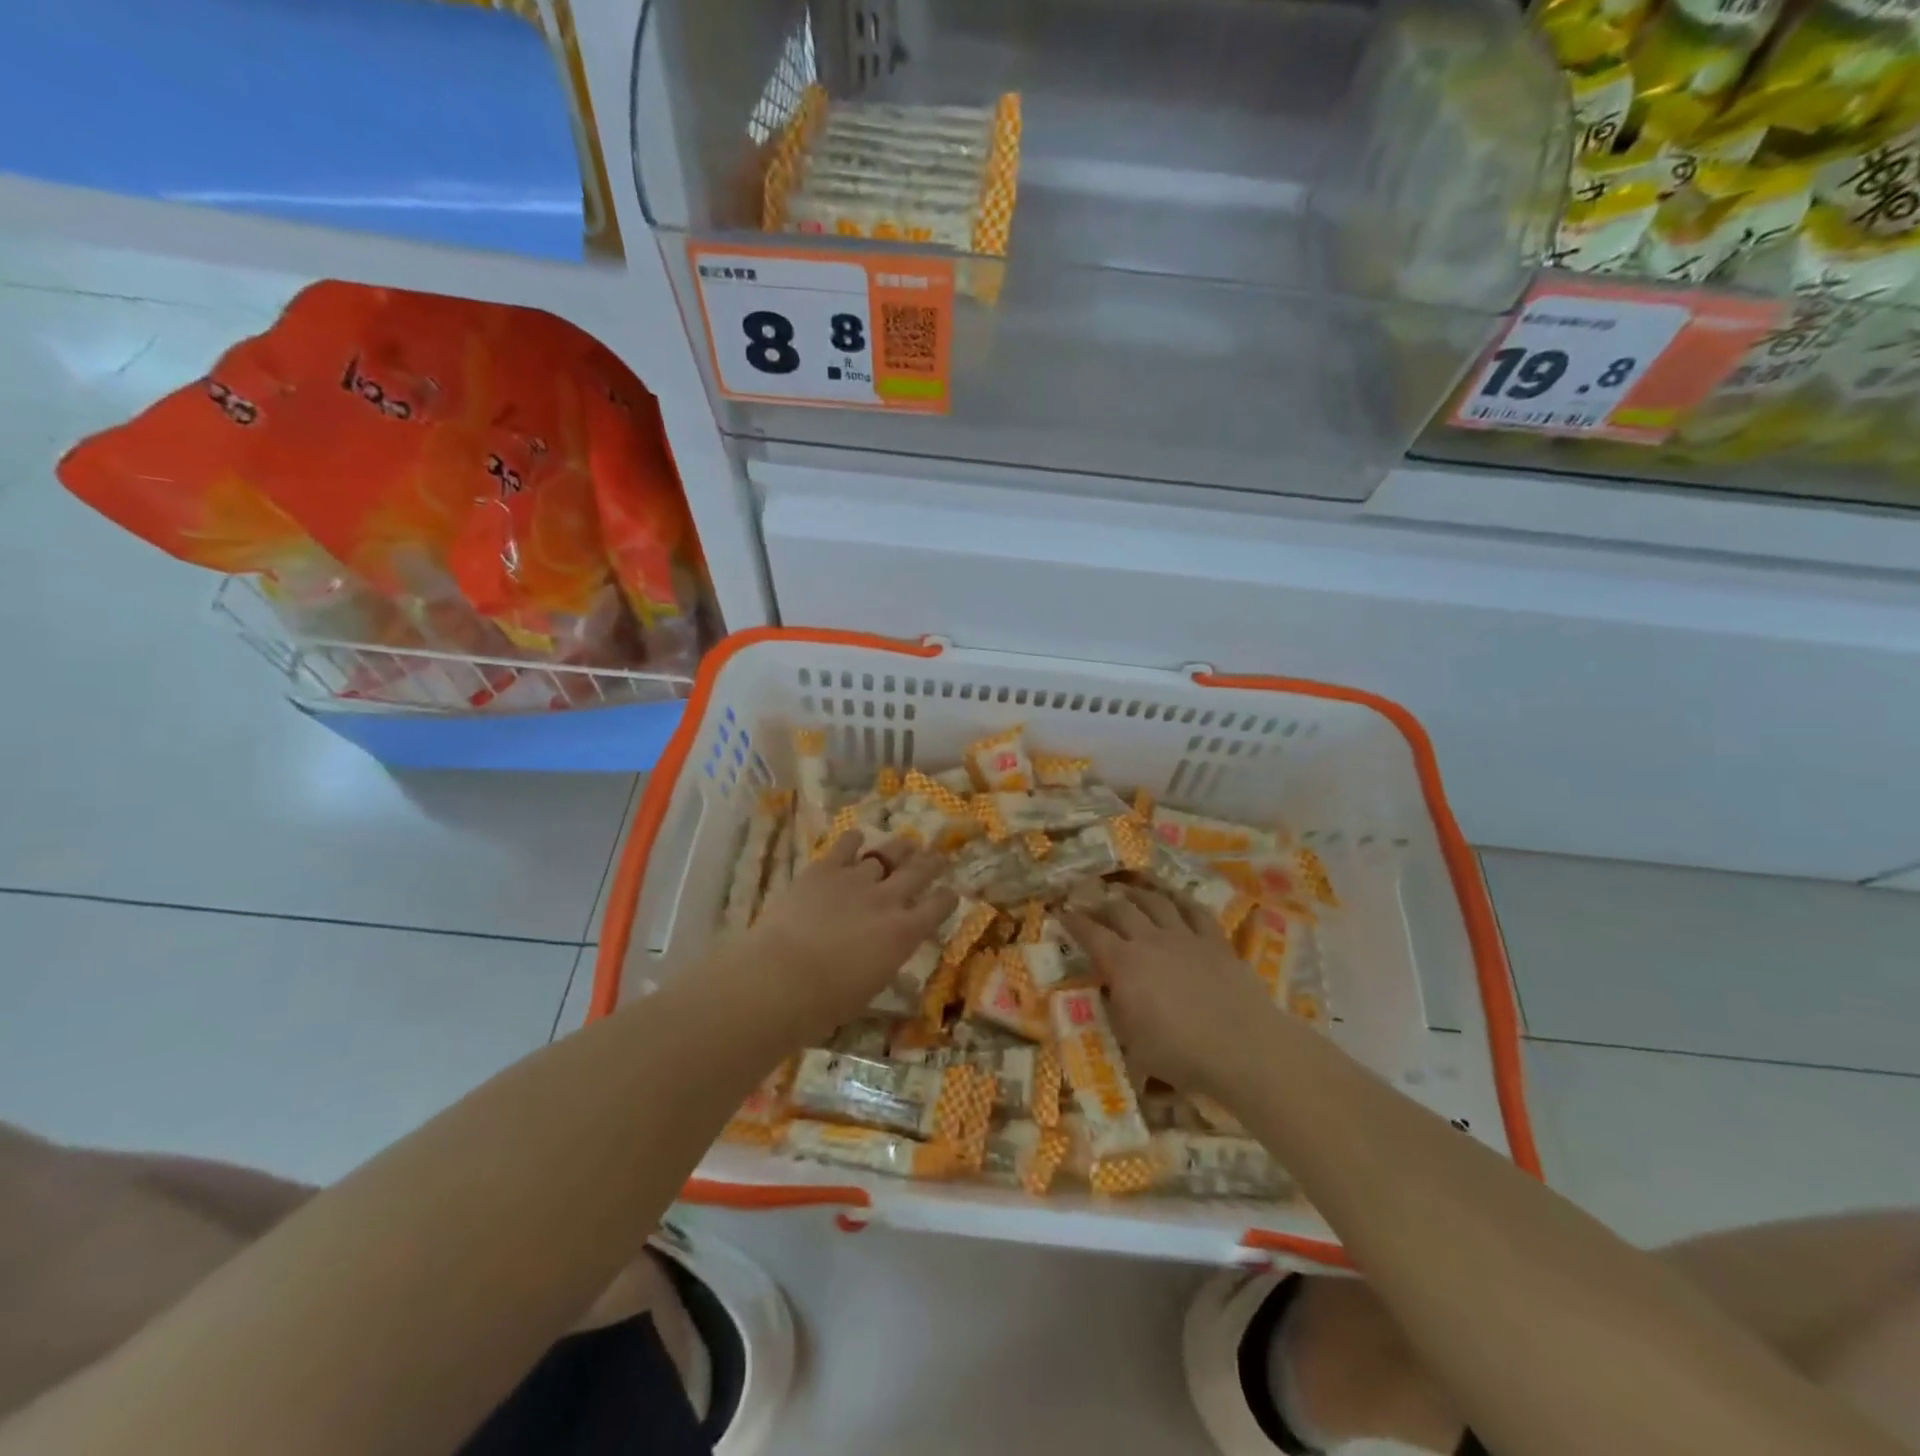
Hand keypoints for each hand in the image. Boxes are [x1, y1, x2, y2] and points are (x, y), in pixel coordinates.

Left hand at [737, 832, 955, 1044]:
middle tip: (937, 856)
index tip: (950, 892)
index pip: (938, 907)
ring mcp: (856, 879)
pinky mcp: (825, 869)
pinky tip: (856, 838)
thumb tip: (889, 954)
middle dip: (932, 863)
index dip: (947, 898)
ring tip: (906, 843)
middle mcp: (887, 900)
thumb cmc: (826, 1002)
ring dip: (899, 848)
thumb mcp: (870, 988)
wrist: (782, 978)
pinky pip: (846, 845)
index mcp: (904, 934)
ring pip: (886, 854)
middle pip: (919, 872)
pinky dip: (854, 841)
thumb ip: (885, 962)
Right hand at [1064, 889, 1281, 1100]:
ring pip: (1156, 902)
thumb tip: (1109, 995)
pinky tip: (1175, 897)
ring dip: (1138, 893)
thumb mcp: (1131, 1044)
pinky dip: (1180, 900)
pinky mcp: (1215, 941)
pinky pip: (1195, 911)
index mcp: (1123, 964)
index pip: (1091, 934)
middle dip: (1102, 902)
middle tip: (1092, 900)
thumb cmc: (1179, 1053)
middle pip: (1121, 909)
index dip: (1073, 922)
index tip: (1061, 912)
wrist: (1242, 1048)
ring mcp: (1185, 937)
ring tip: (1128, 890)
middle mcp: (1150, 940)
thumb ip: (1116, 1013)